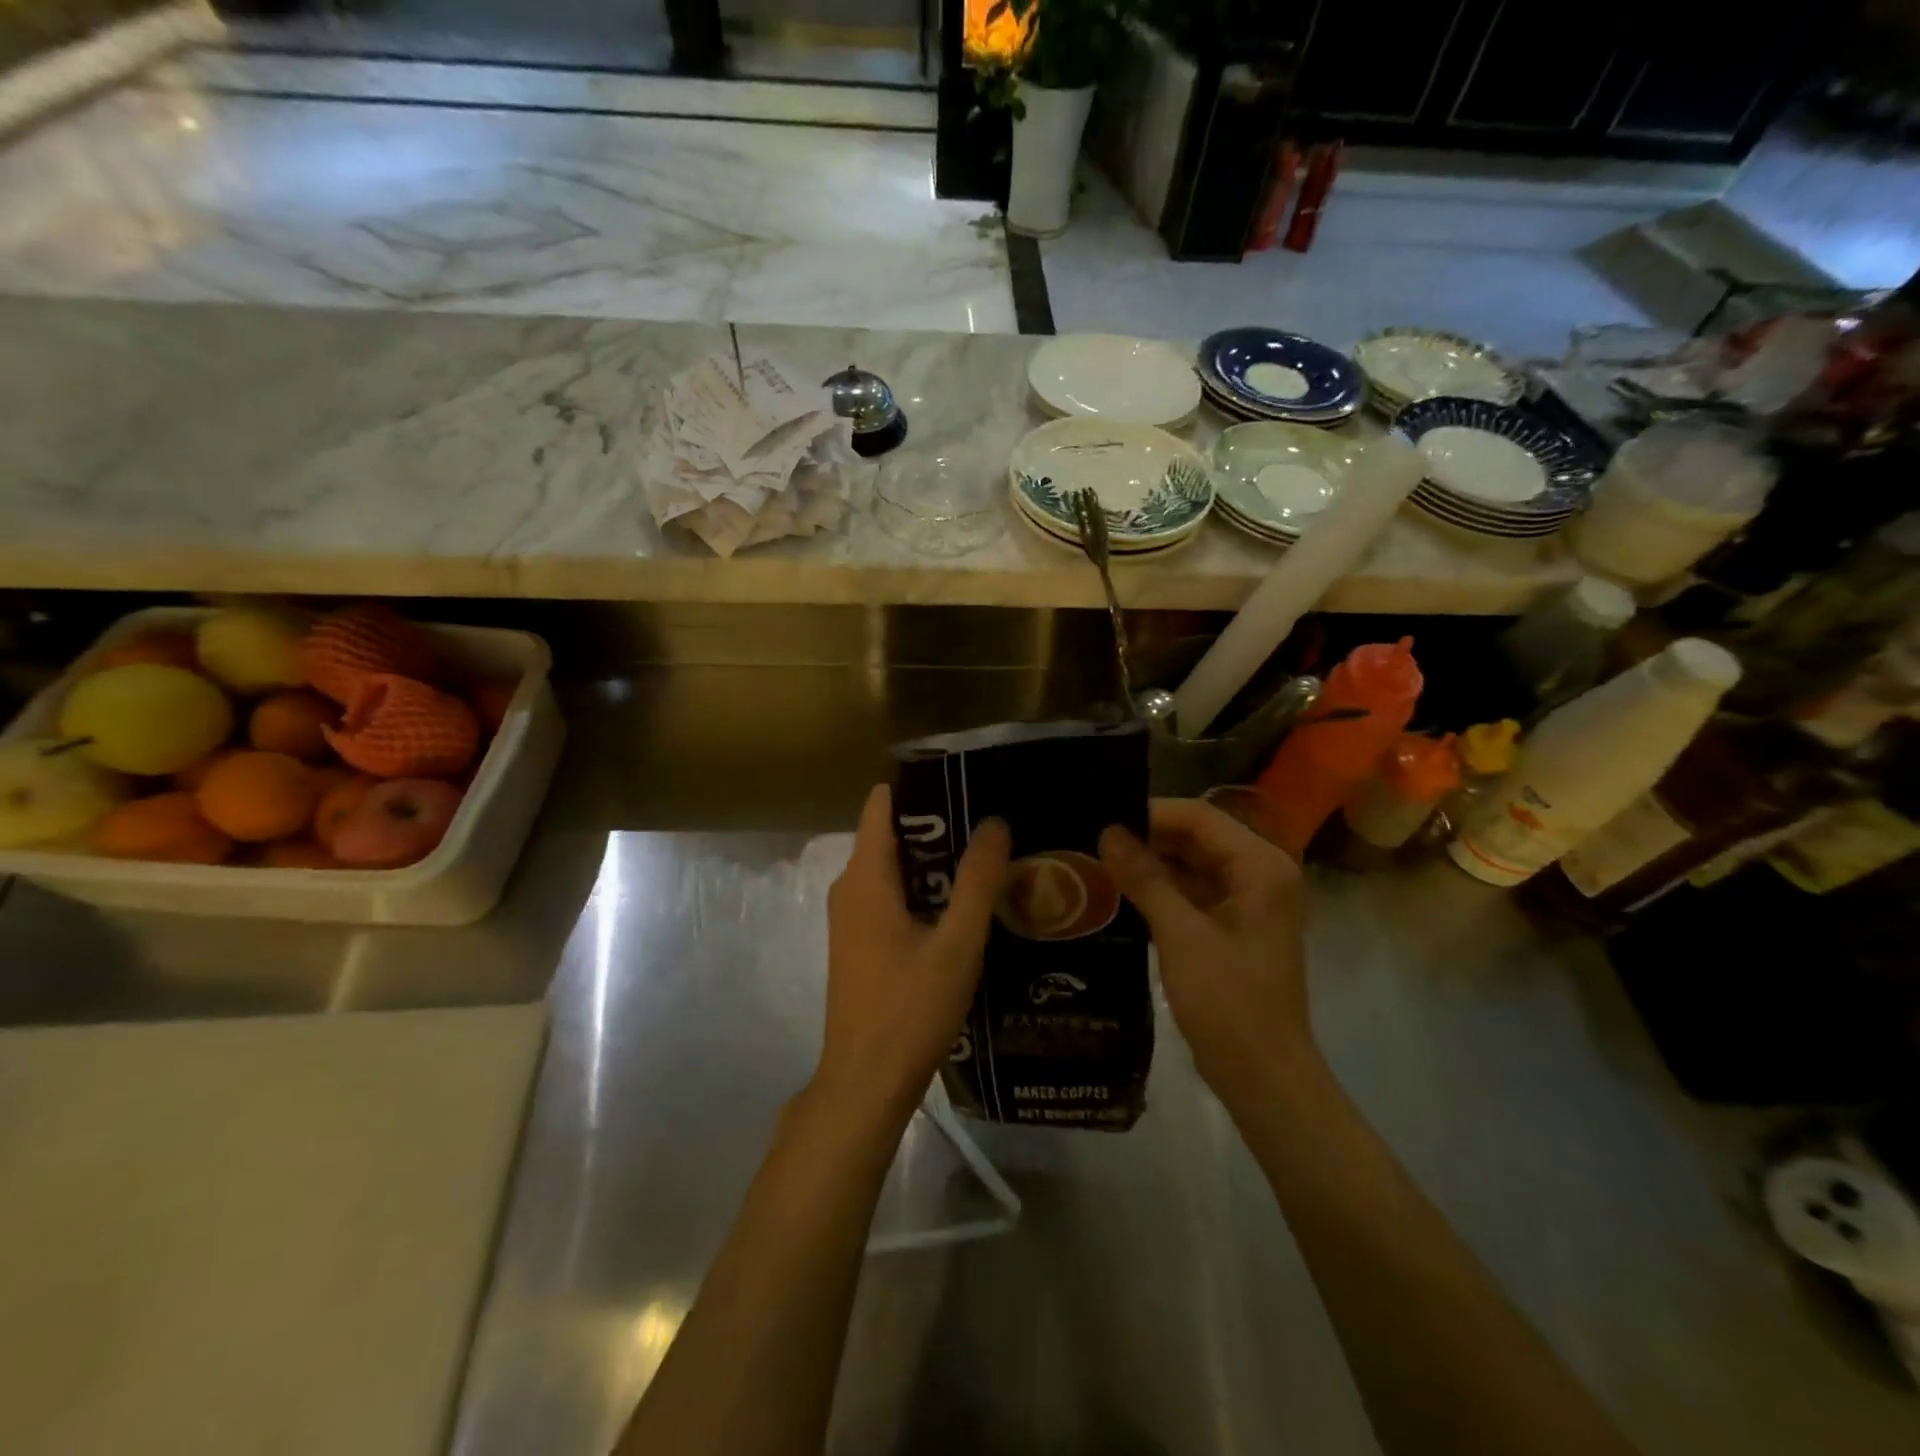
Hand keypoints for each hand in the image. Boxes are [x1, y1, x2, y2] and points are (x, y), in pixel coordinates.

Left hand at [814, 784, 1010, 1131]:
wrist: (865, 1083)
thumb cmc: (910, 1008)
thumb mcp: (957, 942)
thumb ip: (977, 880)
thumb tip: (995, 821)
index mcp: (865, 877)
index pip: (882, 804)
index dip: (921, 788)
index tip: (966, 782)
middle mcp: (849, 887)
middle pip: (890, 834)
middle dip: (937, 825)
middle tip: (990, 822)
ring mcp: (849, 917)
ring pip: (891, 868)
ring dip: (933, 860)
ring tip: (985, 857)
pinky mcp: (858, 942)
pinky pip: (888, 895)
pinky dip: (920, 889)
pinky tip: (960, 904)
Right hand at [1100, 798, 1313, 1105]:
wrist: (1264, 1077)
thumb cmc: (1229, 1003)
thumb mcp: (1181, 936)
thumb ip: (1145, 878)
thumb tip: (1108, 832)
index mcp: (1261, 866)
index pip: (1200, 816)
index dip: (1150, 813)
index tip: (1102, 820)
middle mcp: (1260, 873)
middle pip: (1197, 836)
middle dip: (1147, 837)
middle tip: (1093, 839)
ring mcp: (1248, 901)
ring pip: (1192, 863)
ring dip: (1151, 863)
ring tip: (1098, 860)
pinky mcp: (1233, 925)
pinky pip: (1193, 891)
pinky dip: (1161, 889)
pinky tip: (1120, 891)